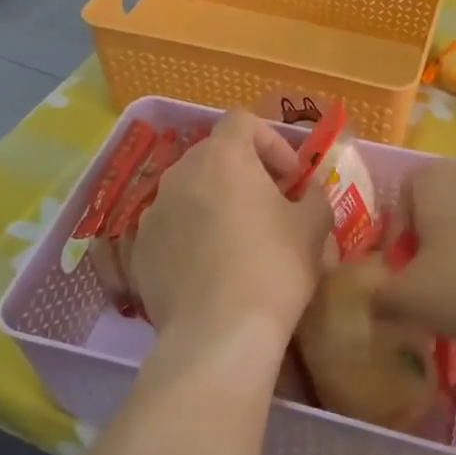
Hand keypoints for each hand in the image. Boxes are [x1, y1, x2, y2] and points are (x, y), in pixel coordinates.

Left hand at [130, 111, 332, 377]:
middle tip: (269, 207)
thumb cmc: (274, 267)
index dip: (271, 142)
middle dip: (244, 174)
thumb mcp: (313, 227)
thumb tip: (309, 192)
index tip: (290, 179)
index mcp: (223, 156)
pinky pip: (171, 229)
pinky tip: (210, 272)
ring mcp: (154, 212)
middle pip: (214, 156)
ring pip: (189, 193)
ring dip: (214, 205)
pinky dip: (190, 237)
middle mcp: (180, 173)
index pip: (243, 121)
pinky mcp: (140, 250)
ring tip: (237, 242)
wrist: (219, 333)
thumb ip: (315, 196)